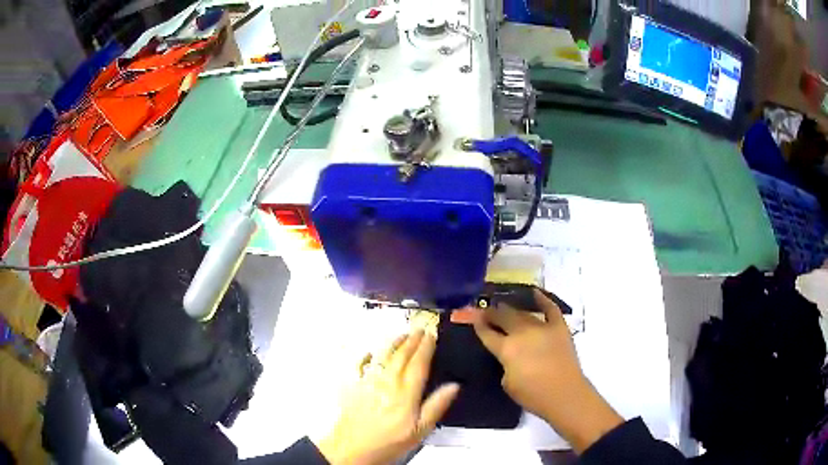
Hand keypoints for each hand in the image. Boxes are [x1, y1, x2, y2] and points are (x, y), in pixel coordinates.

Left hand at [316, 330, 459, 464]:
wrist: (352, 448)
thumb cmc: (389, 442)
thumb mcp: (420, 431)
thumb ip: (436, 406)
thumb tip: (455, 385)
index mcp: (405, 393)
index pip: (418, 364)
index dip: (426, 348)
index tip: (432, 334)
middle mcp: (387, 382)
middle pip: (401, 356)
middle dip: (412, 341)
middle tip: (419, 329)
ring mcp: (368, 382)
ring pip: (382, 357)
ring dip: (393, 344)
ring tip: (402, 334)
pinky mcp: (354, 387)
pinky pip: (361, 365)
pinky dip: (367, 355)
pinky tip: (371, 351)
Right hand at [473, 289, 622, 452]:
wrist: (564, 394)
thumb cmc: (532, 395)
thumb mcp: (507, 383)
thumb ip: (505, 364)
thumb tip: (509, 355)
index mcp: (506, 349)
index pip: (487, 333)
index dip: (478, 325)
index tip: (472, 318)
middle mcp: (522, 333)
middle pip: (503, 317)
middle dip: (492, 313)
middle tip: (485, 310)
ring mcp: (542, 327)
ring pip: (523, 313)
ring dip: (512, 309)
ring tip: (504, 306)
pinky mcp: (559, 327)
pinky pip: (550, 308)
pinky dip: (543, 299)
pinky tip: (535, 292)